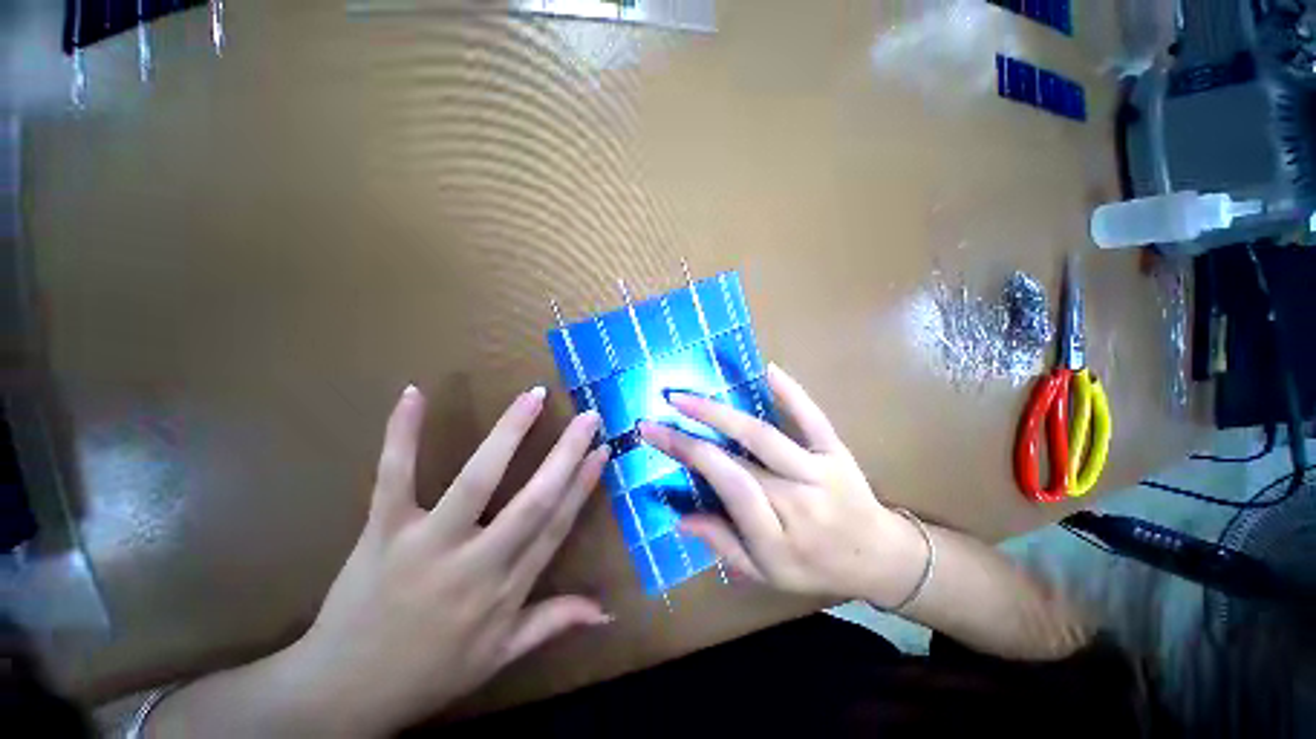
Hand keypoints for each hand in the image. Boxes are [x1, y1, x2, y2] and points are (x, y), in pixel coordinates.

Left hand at [282, 385, 610, 734]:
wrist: (341, 695)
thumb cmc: (429, 673)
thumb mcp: (499, 656)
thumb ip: (554, 623)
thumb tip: (607, 612)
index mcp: (505, 588)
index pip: (556, 524)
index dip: (583, 484)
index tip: (602, 449)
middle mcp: (476, 562)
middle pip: (533, 499)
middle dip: (566, 453)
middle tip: (588, 416)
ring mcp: (427, 542)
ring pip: (476, 479)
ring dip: (508, 433)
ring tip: (533, 397)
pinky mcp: (382, 530)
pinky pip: (394, 475)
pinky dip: (403, 434)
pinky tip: (415, 394)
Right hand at [638, 365, 926, 606]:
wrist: (880, 556)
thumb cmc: (815, 568)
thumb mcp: (765, 573)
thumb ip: (722, 544)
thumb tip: (680, 517)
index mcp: (777, 534)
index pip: (726, 485)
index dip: (689, 455)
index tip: (653, 434)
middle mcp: (797, 498)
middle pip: (738, 457)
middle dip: (692, 431)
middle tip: (661, 408)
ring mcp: (820, 469)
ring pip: (764, 434)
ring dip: (722, 411)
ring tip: (688, 394)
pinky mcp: (836, 449)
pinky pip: (812, 417)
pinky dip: (790, 391)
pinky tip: (767, 368)